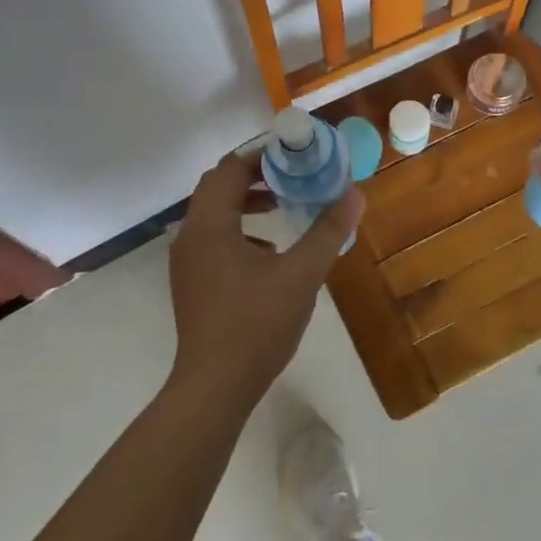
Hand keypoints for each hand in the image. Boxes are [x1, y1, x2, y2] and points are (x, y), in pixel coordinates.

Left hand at [167, 148, 364, 408]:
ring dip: (246, 202)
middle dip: (256, 176)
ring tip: (283, 206)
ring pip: (214, 213)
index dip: (262, 155)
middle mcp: (190, 235)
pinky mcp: (192, 282)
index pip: (230, 168)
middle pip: (218, 186)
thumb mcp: (301, 275)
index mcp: (210, 224)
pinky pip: (213, 238)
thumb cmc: (256, 325)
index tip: (295, 154)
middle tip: (293, 174)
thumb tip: (354, 195)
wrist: (215, 386)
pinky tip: (269, 251)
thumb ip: (327, 231)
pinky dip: (239, 230)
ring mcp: (187, 261)